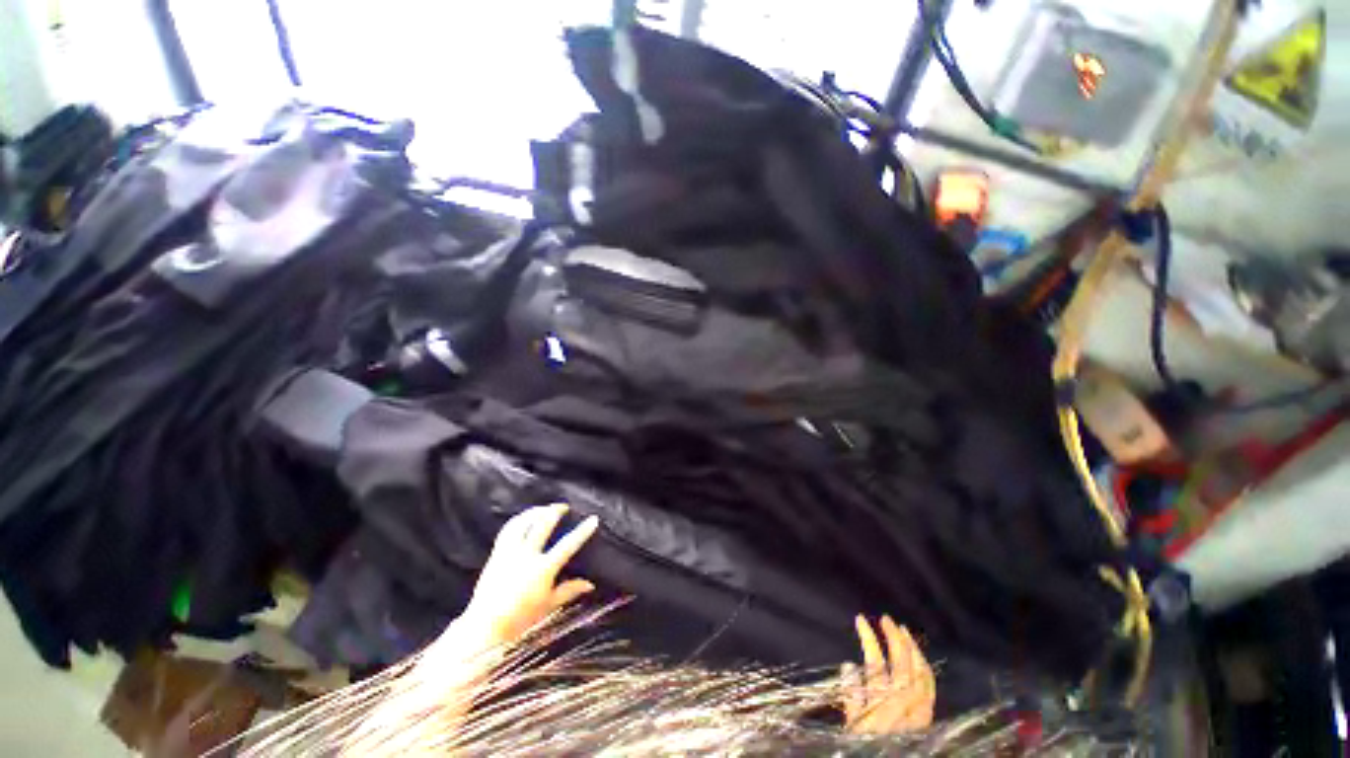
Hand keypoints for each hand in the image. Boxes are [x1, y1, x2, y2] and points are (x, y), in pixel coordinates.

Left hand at [456, 504, 599, 648]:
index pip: (568, 545)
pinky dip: (518, 520)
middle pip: (543, 524)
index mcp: (543, 569)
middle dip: (555, 511)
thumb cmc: (520, 619)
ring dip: (535, 511)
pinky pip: (508, 529)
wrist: (484, 627)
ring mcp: (509, 553)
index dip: (582, 531)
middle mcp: (526, 556)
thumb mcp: (548, 605)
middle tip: (564, 506)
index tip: (593, 519)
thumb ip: (569, 591)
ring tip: (544, 508)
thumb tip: (590, 584)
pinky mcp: (497, 553)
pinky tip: (524, 518)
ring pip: (523, 522)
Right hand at [841, 615, 934, 734]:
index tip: (861, 620)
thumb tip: (849, 665)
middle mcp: (902, 706)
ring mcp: (919, 711)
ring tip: (902, 629)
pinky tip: (918, 656)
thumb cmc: (866, 743)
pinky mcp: (927, 717)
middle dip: (894, 638)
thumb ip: (851, 697)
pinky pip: (930, 687)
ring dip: (912, 648)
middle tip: (886, 618)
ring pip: (920, 673)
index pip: (876, 664)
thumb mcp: (853, 725)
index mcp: (881, 704)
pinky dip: (924, 668)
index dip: (870, 640)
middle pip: (902, 665)